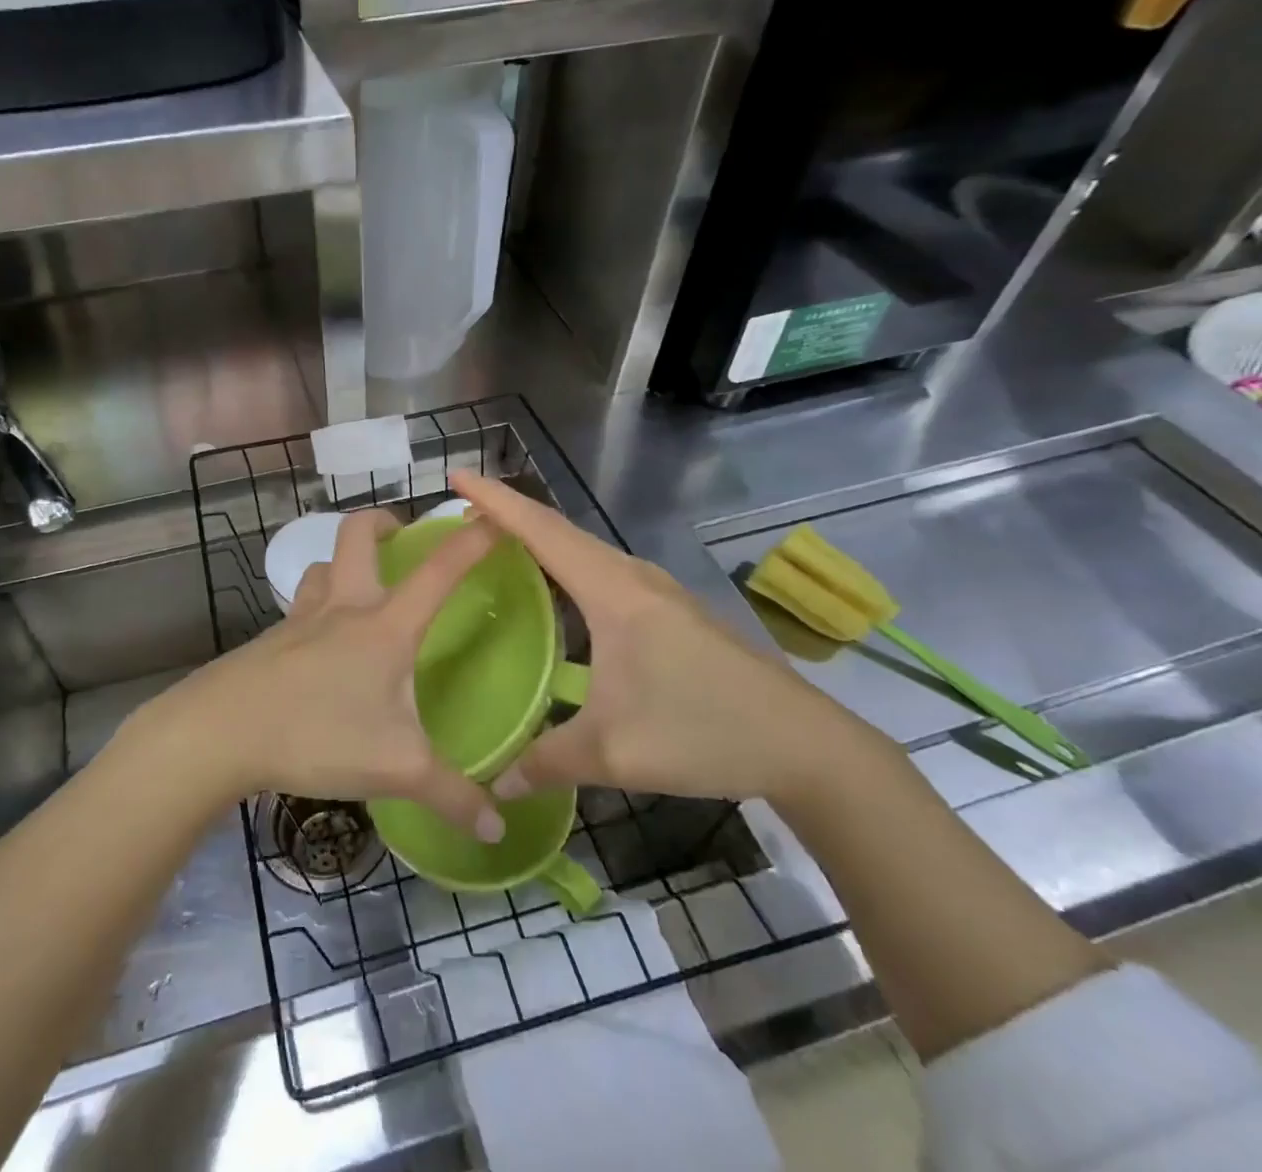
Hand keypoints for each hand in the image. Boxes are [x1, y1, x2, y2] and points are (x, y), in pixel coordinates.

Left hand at [136, 508, 509, 841]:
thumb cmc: (318, 734)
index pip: (439, 570)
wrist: (221, 731)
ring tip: (362, 588)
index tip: (495, 516)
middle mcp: (344, 608)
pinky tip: (322, 646)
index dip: (471, 539)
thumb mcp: (396, 769)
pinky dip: (318, 608)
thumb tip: (498, 831)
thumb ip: (451, 796)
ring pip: (323, 567)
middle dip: (382, 522)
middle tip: (402, 535)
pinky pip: (301, 607)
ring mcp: (301, 620)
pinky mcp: (271, 641)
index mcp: (385, 626)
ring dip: (344, 564)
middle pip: (358, 535)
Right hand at [452, 471, 887, 807]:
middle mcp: (632, 576)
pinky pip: (602, 570)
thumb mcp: (613, 752)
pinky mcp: (670, 609)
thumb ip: (545, 762)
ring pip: (583, 549)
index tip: (455, 476)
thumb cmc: (703, 733)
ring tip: (497, 543)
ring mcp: (656, 590)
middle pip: (559, 530)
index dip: (495, 500)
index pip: (541, 531)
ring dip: (539, 539)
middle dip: (508, 514)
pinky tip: (556, 591)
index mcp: (613, 592)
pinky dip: (566, 564)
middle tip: (461, 514)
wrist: (806, 745)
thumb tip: (491, 785)